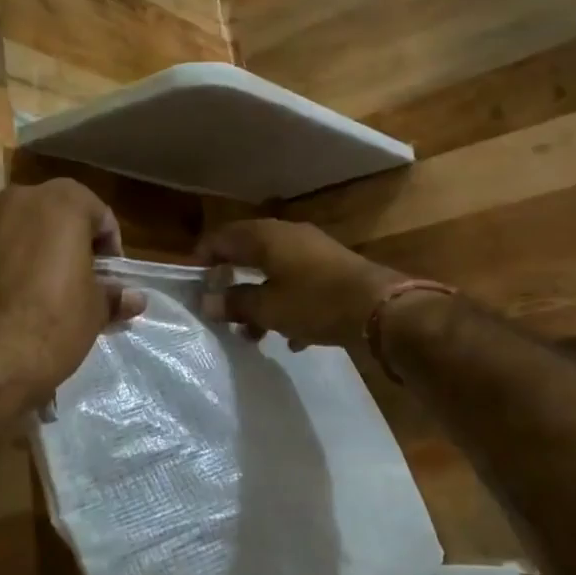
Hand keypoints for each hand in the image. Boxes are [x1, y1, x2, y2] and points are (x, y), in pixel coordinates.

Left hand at [0, 180, 145, 406]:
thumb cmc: (53, 328)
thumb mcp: (95, 312)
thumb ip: (114, 294)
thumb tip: (135, 298)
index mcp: (60, 204)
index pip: (95, 210)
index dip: (105, 242)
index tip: (105, 273)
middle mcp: (14, 199)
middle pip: (46, 210)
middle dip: (59, 236)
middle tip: (66, 275)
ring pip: (3, 223)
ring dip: (16, 243)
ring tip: (21, 284)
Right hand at [196, 219, 407, 349]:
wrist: (381, 309)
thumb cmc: (315, 302)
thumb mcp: (268, 308)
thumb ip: (235, 303)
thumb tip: (207, 302)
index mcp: (266, 237)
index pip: (223, 237)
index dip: (204, 256)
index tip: (194, 281)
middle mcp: (288, 236)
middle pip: (248, 253)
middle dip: (232, 282)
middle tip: (219, 307)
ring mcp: (313, 252)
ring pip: (274, 272)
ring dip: (259, 299)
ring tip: (251, 333)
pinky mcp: (333, 271)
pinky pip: (298, 285)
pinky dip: (287, 305)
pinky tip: (290, 338)